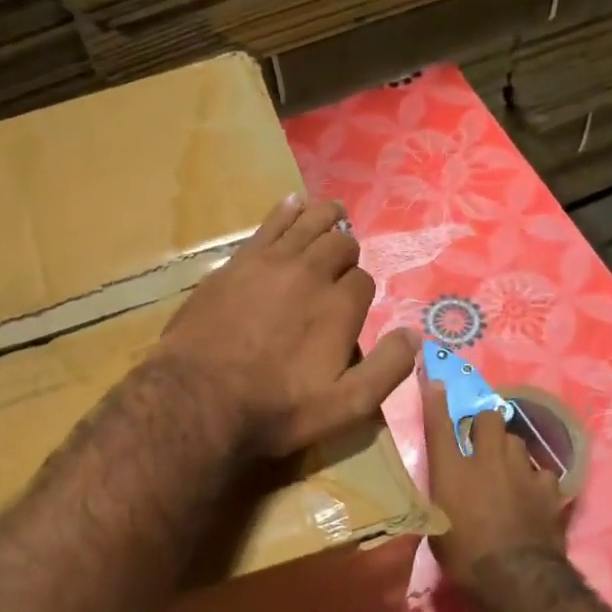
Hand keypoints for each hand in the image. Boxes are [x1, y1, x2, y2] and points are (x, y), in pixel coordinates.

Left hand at [158, 195, 416, 457]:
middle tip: (342, 262)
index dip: (360, 292)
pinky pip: (269, 223)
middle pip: (339, 245)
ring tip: (333, 212)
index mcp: (339, 307)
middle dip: (346, 251)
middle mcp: (310, 273)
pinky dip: (287, 210)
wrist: (197, 397)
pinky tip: (292, 203)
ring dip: (325, 217)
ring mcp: (271, 262)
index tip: (350, 309)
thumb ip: (385, 370)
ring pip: (308, 223)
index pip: (362, 282)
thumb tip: (414, 334)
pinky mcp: (237, 262)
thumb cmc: (274, 408)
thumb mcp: (344, 407)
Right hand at [421, 371, 566, 587]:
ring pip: (517, 441)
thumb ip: (440, 494)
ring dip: (509, 450)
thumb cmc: (464, 556)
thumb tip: (443, 484)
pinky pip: (541, 471)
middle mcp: (486, 460)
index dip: (437, 401)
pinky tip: (532, 492)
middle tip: (480, 441)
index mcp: (451, 470)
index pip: (440, 425)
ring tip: (507, 469)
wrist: (516, 577)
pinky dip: (535, 479)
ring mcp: (522, 471)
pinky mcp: (549, 488)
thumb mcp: (436, 525)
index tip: (437, 382)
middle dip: (485, 423)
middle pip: (489, 418)